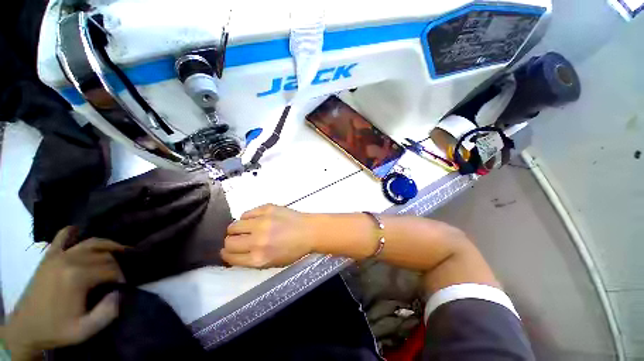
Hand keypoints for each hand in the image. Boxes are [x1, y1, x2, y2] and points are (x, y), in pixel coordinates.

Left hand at [3, 227, 125, 359]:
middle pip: (103, 255)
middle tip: (120, 274)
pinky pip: (62, 236)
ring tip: (118, 250)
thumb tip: (120, 293)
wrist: (26, 328)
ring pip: (90, 243)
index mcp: (77, 277)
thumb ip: (107, 313)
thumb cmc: (57, 329)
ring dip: (107, 245)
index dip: (121, 276)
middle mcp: (69, 260)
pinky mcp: (49, 256)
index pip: (111, 269)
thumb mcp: (85, 329)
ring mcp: (57, 256)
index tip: (123, 286)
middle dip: (117, 263)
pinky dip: (72, 232)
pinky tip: (79, 231)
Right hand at [221, 204, 316, 267]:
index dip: (227, 254)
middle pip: (228, 241)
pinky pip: (246, 213)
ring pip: (233, 225)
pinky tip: (256, 219)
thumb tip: (234, 253)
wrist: (309, 231)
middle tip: (239, 239)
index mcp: (258, 258)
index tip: (229, 251)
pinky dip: (248, 217)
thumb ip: (251, 260)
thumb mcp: (272, 263)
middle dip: (230, 242)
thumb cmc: (293, 250)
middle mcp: (257, 241)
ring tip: (246, 228)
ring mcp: (261, 222)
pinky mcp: (266, 209)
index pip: (230, 257)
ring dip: (236, 229)